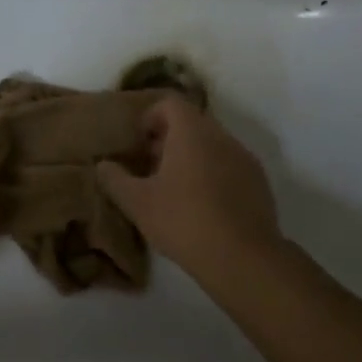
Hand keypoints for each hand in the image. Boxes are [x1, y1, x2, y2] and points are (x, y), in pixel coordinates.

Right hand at [95, 95, 282, 281]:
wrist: (243, 259)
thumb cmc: (184, 221)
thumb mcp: (137, 203)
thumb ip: (115, 179)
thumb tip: (103, 165)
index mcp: (192, 133)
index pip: (170, 103)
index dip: (150, 116)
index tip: (138, 143)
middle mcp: (222, 137)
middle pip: (192, 123)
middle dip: (168, 139)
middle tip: (150, 167)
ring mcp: (245, 159)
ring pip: (212, 145)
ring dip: (191, 158)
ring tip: (173, 190)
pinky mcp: (259, 183)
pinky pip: (229, 166)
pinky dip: (212, 175)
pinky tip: (201, 207)